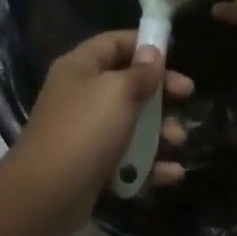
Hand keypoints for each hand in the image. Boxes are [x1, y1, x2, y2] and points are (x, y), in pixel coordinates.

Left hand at [6, 30, 193, 235]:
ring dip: (160, 132)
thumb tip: (152, 52)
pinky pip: (128, 160)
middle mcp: (81, 96)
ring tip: (178, 141)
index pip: (114, 43)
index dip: (145, 45)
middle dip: (160, 93)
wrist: (48, 193)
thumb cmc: (86, 130)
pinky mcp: (93, 167)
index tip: (174, 57)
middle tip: (188, 96)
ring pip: (131, 125)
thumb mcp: (118, 92)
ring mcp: (86, 134)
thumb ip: (140, 73)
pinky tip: (172, 173)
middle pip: (127, 85)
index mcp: (80, 68)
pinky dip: (150, 165)